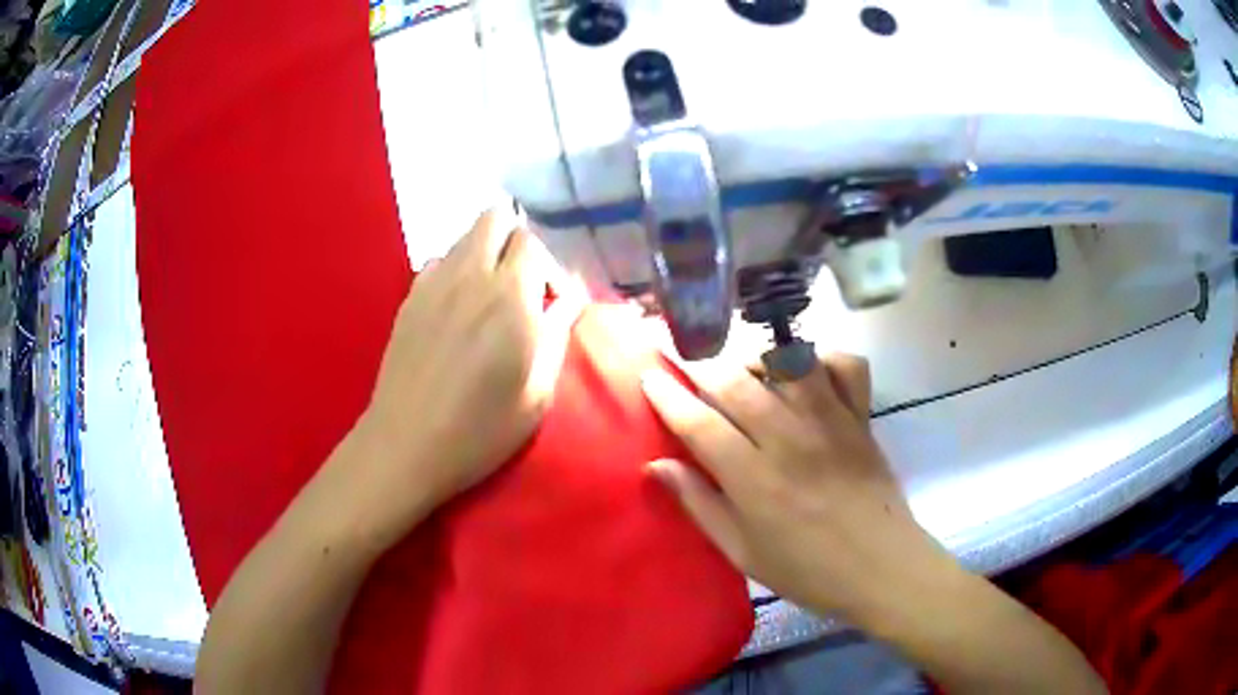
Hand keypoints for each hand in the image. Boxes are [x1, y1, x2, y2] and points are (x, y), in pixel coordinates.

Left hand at [357, 210, 582, 529]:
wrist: (407, 444)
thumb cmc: (481, 429)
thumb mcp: (538, 393)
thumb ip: (557, 334)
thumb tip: (570, 298)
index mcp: (510, 297)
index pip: (533, 241)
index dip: (547, 266)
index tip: (548, 303)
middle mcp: (470, 275)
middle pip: (495, 217)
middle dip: (514, 240)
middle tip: (520, 285)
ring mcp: (433, 282)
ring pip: (465, 237)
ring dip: (484, 253)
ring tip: (487, 299)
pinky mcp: (409, 298)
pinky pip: (438, 262)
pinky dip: (454, 271)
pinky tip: (454, 311)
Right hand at [640, 355, 956, 622]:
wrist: (881, 568)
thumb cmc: (807, 570)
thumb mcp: (742, 552)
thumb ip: (700, 505)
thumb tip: (657, 466)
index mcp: (754, 480)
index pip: (699, 422)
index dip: (668, 395)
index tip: (649, 376)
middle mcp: (790, 439)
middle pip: (736, 383)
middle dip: (700, 365)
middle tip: (684, 362)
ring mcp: (831, 421)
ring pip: (787, 362)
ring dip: (756, 356)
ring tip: (742, 369)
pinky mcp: (861, 417)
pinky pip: (845, 364)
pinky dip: (824, 357)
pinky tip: (807, 373)